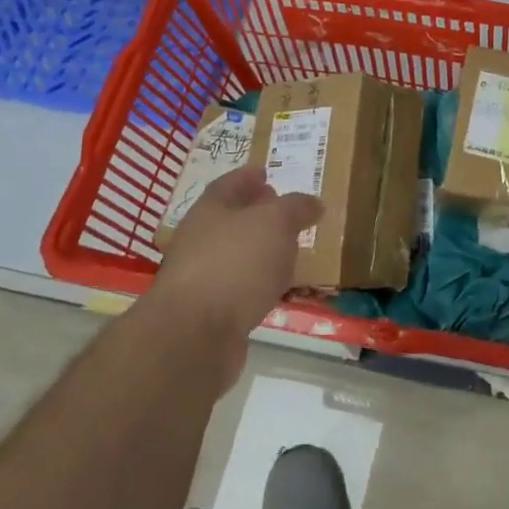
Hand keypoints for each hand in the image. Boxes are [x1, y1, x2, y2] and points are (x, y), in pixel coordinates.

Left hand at [151, 166, 321, 378]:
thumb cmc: (235, 263)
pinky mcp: (208, 313)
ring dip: (259, 251)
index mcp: (210, 209)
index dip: (248, 177)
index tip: (266, 173)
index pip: (230, 184)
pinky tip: (275, 288)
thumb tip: (313, 203)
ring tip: (289, 250)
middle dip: (256, 214)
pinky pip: (239, 288)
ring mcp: (200, 278)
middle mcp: (199, 239)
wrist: (194, 336)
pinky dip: (257, 283)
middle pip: (230, 219)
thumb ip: (296, 208)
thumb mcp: (275, 223)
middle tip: (285, 212)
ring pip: (235, 255)